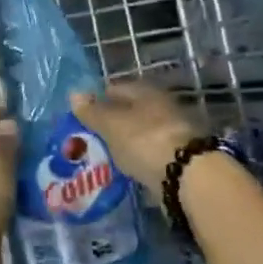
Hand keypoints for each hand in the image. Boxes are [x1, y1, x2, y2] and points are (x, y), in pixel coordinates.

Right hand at [69, 81, 203, 189]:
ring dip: (128, 140)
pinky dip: (140, 156)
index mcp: (146, 92)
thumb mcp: (111, 126)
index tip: (83, 112)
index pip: (117, 88)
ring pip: (143, 131)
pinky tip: (128, 166)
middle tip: (92, 134)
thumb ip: (92, 112)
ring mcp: (174, 131)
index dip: (99, 98)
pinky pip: (152, 151)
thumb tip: (74, 93)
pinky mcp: (180, 156)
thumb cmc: (144, 141)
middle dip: (114, 120)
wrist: (188, 176)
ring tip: (107, 152)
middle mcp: (163, 106)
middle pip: (132, 109)